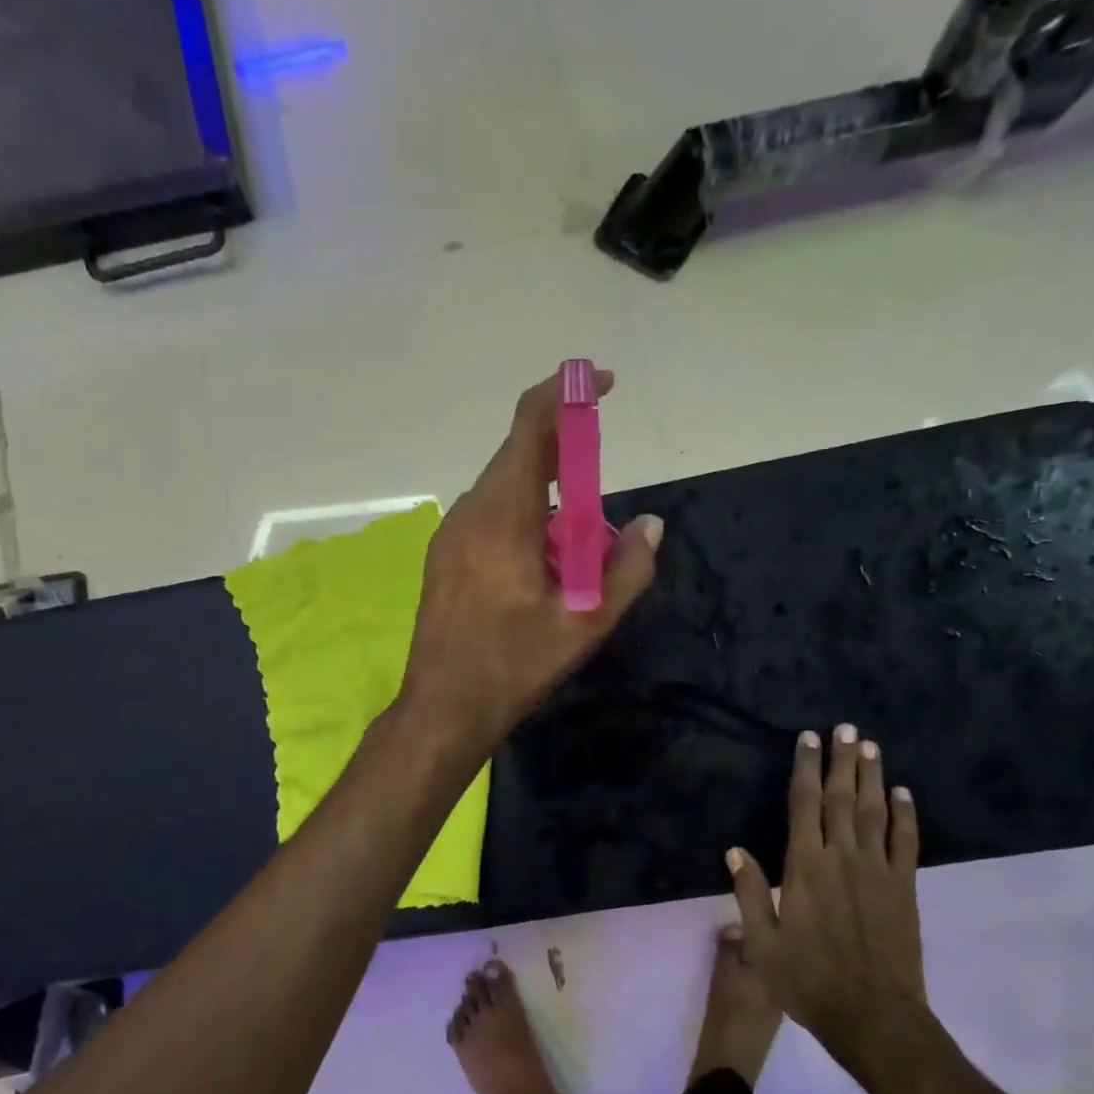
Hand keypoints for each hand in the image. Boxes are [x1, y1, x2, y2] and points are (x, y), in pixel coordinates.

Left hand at [400, 368, 662, 753]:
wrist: (442, 708)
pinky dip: (522, 514)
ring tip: (575, 539)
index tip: (603, 384)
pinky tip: (540, 559)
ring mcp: (450, 534)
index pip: (530, 427)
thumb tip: (652, 525)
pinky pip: (488, 514)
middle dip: (565, 451)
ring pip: (503, 487)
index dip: (566, 393)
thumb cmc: (514, 666)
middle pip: (518, 454)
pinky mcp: (444, 556)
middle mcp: (470, 512)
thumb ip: (627, 570)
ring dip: (544, 490)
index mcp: (504, 517)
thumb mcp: (585, 625)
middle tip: (601, 483)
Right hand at [727, 726, 930, 1078]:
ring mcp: (878, 871)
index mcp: (805, 867)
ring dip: (872, 777)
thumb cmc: (809, 981)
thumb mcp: (763, 944)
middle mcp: (842, 858)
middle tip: (846, 727)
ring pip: (874, 812)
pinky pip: (906, 843)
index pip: (804, 805)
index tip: (809, 739)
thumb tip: (734, 850)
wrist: (874, 1018)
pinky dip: (906, 815)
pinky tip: (904, 794)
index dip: (806, 769)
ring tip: (871, 746)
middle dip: (842, 760)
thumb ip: (750, 893)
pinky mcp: (904, 889)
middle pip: (841, 798)